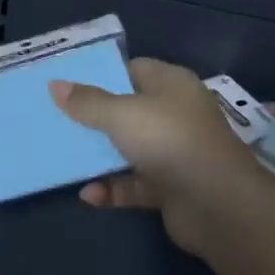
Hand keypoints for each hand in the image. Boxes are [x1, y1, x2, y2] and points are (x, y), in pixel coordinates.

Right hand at [49, 57, 264, 253]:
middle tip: (56, 118)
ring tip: (62, 156)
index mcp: (171, 85)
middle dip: (93, 116)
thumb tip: (56, 85)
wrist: (218, 205)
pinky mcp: (171, 188)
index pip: (133, 69)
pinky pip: (134, 184)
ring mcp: (174, 153)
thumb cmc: (170, 141)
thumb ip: (88, 102)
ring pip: (128, 149)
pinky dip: (112, 189)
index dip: (101, 74)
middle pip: (127, 110)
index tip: (67, 82)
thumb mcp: (121, 114)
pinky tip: (88, 195)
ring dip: (99, 156)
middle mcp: (175, 114)